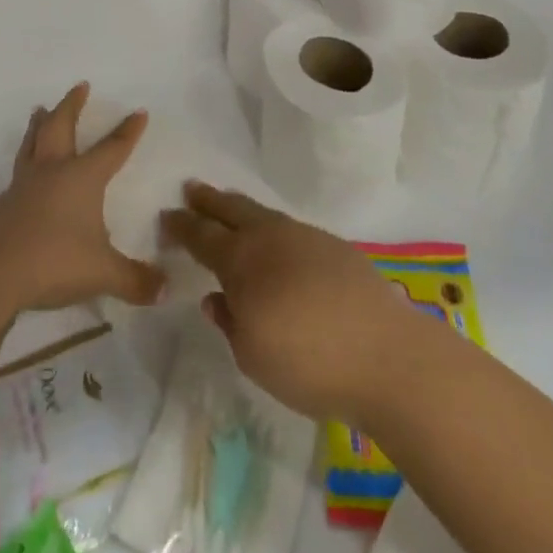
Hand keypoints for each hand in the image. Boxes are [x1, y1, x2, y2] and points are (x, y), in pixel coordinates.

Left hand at [0, 82, 165, 316]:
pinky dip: (25, 160)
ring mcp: (23, 187)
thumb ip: (134, 280)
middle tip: (79, 86)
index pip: (112, 148)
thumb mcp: (102, 273)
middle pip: (62, 128)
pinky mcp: (2, 206)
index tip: (138, 111)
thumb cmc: (53, 260)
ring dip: (39, 125)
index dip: (127, 132)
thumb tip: (165, 289)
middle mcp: (52, 172)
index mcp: (82, 178)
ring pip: (32, 144)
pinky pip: (17, 172)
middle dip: (72, 106)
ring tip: (38, 110)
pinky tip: (25, 171)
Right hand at [160, 181, 422, 421]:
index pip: (201, 236)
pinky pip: (290, 227)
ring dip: (240, 208)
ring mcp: (305, 237)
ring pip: (262, 213)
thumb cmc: (308, 363)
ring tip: (228, 204)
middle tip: (191, 189)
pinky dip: (272, 226)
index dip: (181, 226)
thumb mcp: (252, 356)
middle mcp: (270, 238)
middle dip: (208, 200)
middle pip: (231, 209)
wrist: (386, 356)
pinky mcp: (335, 247)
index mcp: (241, 261)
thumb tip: (216, 298)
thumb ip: (229, 322)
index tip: (166, 216)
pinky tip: (276, 240)